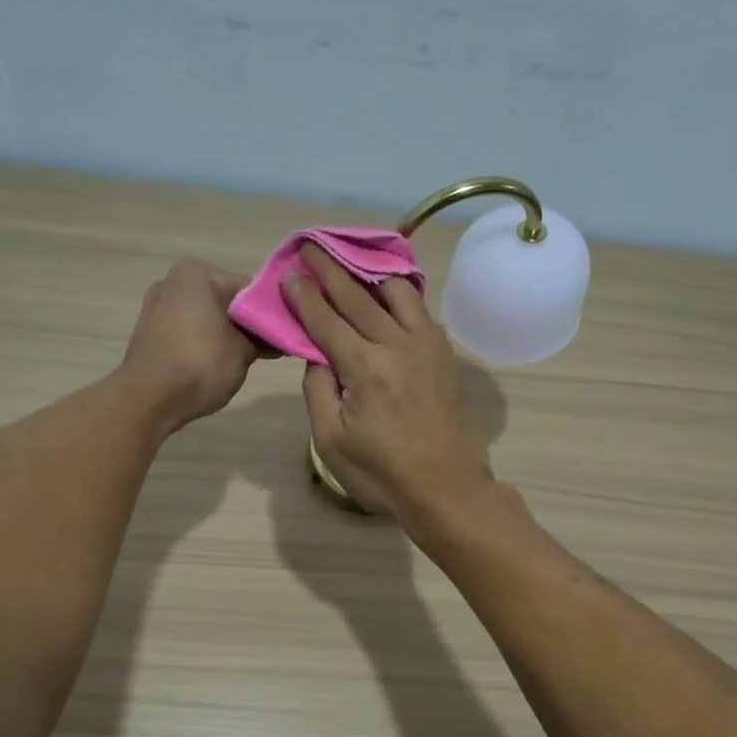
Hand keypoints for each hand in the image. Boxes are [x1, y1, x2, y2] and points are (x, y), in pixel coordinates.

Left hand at [120, 259, 262, 432]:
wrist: (148, 400)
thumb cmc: (200, 365)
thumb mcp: (243, 350)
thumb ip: (264, 336)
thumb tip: (277, 335)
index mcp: (197, 273)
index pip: (251, 289)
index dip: (274, 313)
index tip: (289, 334)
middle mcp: (173, 281)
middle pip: (228, 301)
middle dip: (250, 324)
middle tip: (275, 349)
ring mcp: (158, 306)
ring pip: (209, 317)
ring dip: (230, 334)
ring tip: (252, 359)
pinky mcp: (150, 331)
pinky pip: (190, 331)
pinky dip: (208, 342)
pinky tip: (224, 363)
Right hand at [282, 243, 493, 522]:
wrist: (447, 489)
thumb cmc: (382, 474)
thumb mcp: (331, 442)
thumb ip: (317, 391)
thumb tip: (316, 356)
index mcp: (364, 368)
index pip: (326, 321)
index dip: (304, 296)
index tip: (289, 272)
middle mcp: (396, 346)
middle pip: (357, 298)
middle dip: (330, 270)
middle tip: (311, 246)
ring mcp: (427, 346)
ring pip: (396, 293)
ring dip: (368, 274)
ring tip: (351, 261)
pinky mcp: (445, 354)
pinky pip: (421, 309)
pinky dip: (401, 292)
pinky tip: (390, 290)